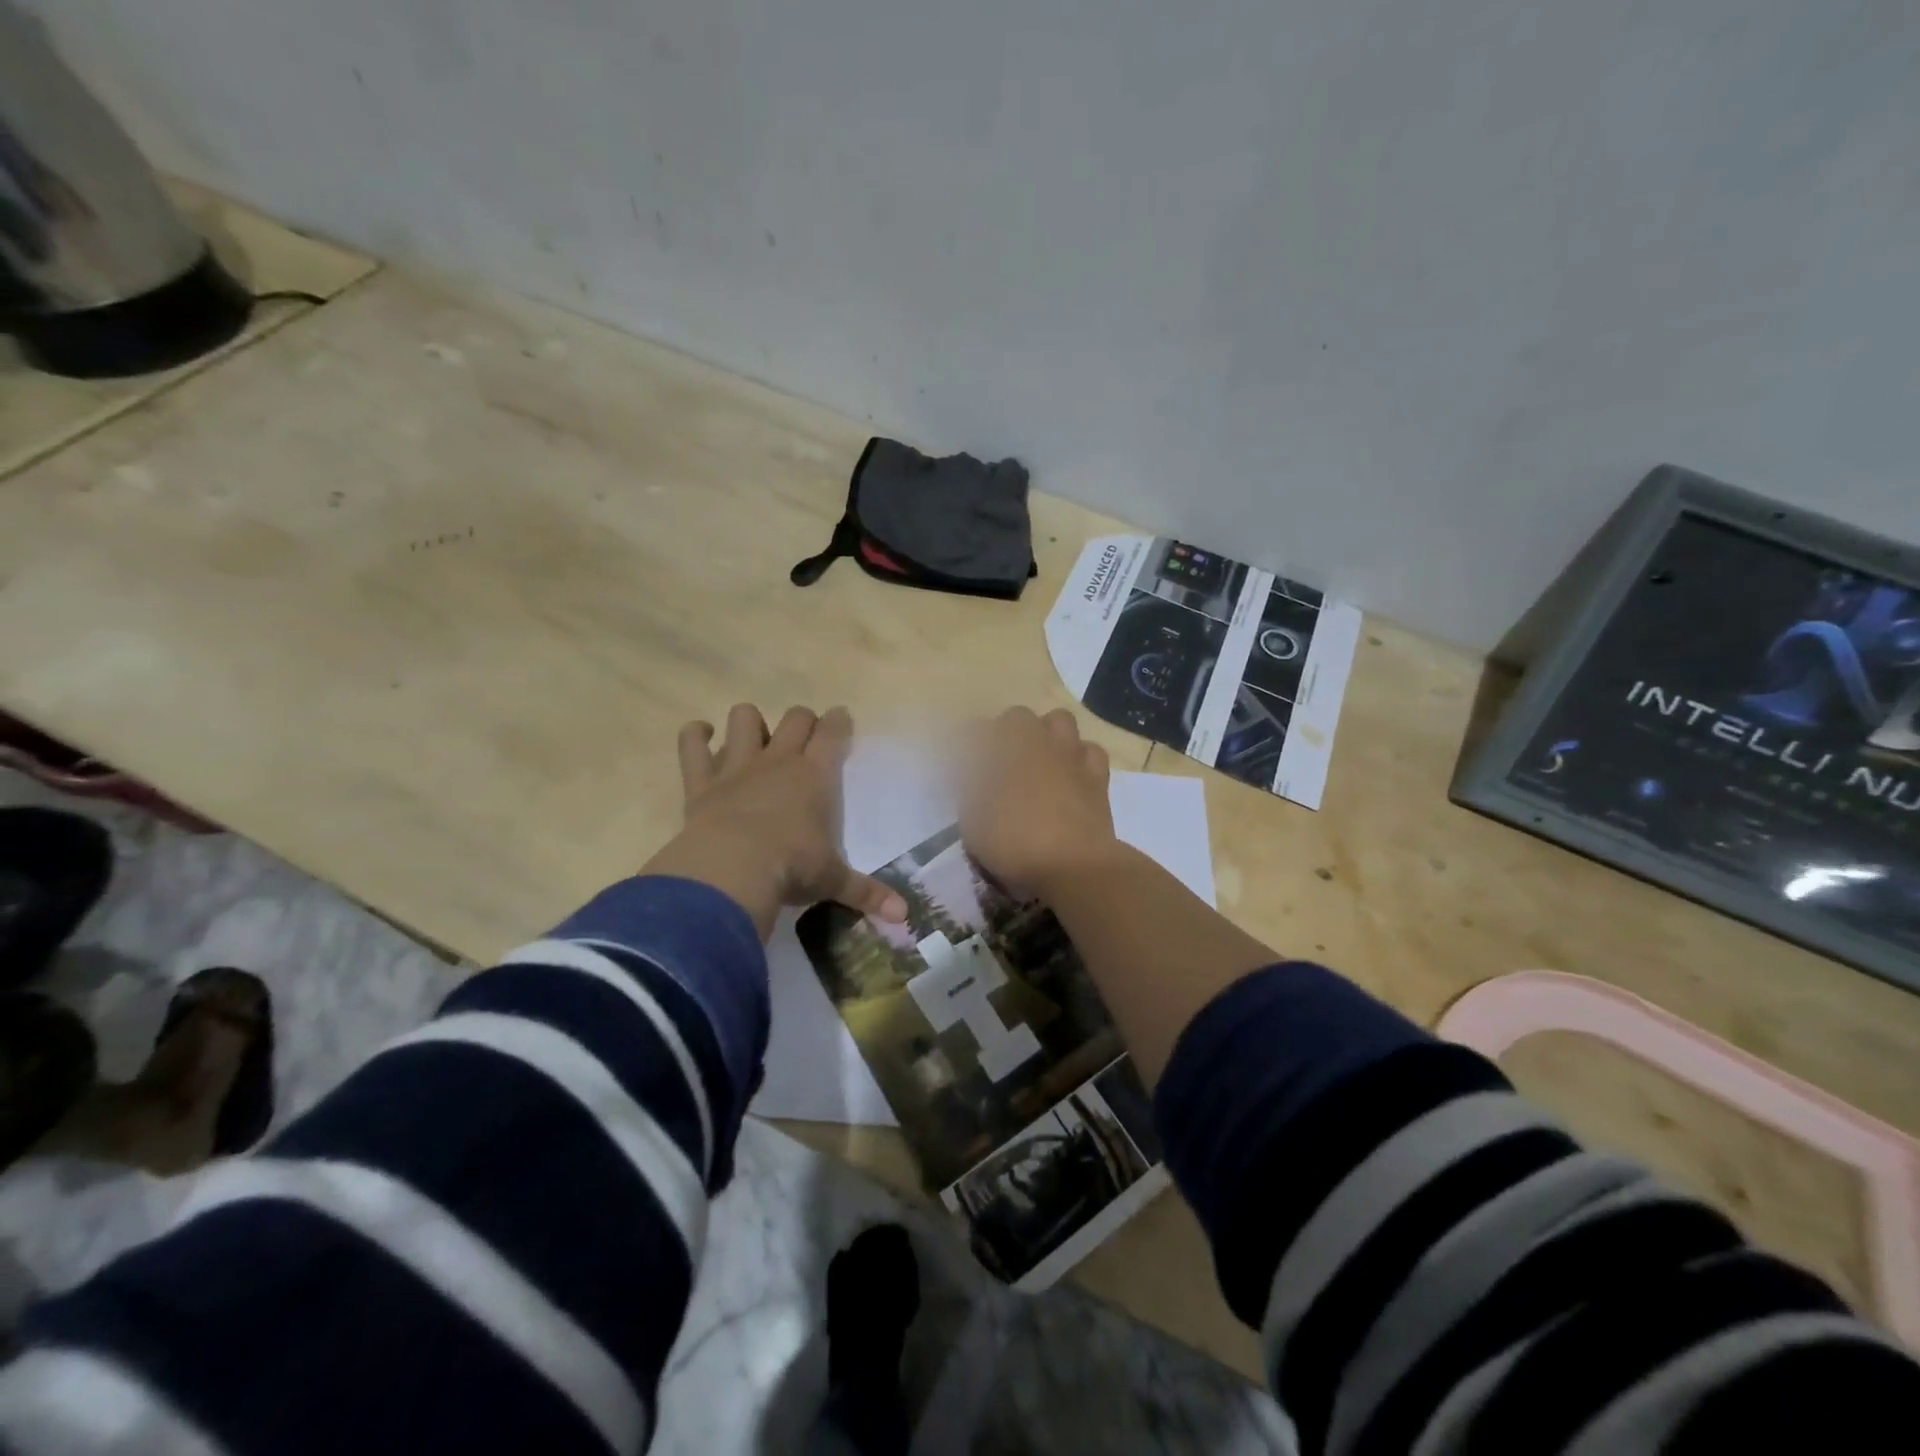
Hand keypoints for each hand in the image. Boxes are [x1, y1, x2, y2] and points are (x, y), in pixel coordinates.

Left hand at [643, 705, 907, 939]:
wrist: (732, 869)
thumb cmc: (791, 869)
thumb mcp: (832, 881)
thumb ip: (866, 893)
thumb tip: (904, 915)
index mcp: (815, 777)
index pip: (833, 733)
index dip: (839, 722)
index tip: (841, 718)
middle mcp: (778, 761)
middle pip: (795, 718)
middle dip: (803, 720)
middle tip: (804, 735)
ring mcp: (737, 766)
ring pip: (744, 718)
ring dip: (749, 721)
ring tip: (752, 736)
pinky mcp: (701, 781)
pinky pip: (692, 744)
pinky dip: (695, 735)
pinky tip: (701, 735)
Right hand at [960, 708, 1119, 899]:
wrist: (1073, 865)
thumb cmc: (1014, 840)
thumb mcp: (973, 820)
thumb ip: (969, 791)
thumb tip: (970, 775)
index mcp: (1004, 747)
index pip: (978, 729)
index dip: (968, 741)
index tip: (962, 759)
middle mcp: (1038, 741)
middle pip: (1019, 717)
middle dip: (1006, 730)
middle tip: (999, 759)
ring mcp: (1072, 755)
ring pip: (1060, 721)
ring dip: (1046, 732)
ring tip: (1038, 758)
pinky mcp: (1098, 776)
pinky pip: (1090, 751)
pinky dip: (1079, 756)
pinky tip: (1071, 773)